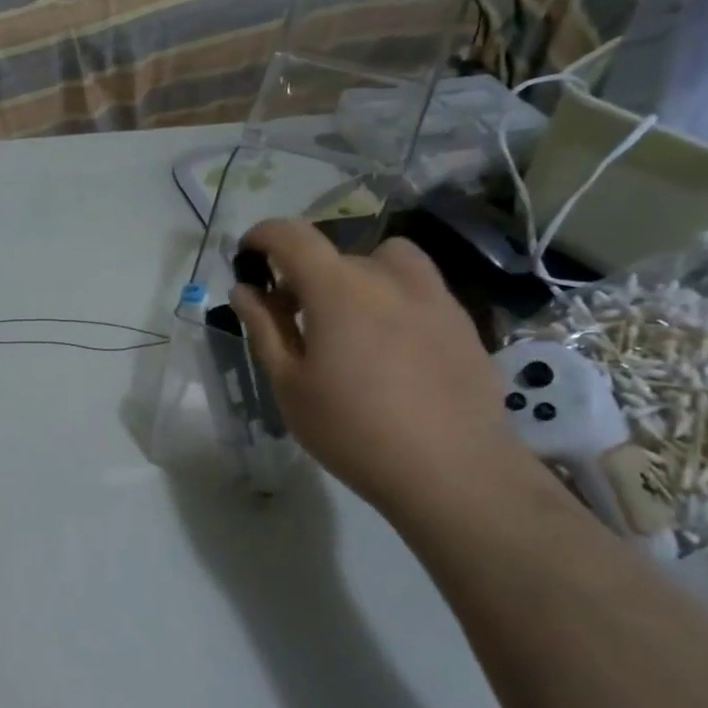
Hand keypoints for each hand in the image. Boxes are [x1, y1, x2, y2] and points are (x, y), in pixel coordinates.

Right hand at [229, 220, 530, 516]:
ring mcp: (433, 295)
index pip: (291, 236)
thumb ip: (264, 328)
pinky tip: (392, 349)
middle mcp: (387, 276)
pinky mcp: (462, 320)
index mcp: (338, 287)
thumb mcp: (290, 383)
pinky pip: (418, 289)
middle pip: (335, 255)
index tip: (248, 258)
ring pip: (384, 262)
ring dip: (357, 277)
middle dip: (304, 277)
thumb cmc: (353, 430)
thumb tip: (244, 290)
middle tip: (293, 320)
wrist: (452, 471)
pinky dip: (393, 300)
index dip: (262, 236)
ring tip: (350, 321)